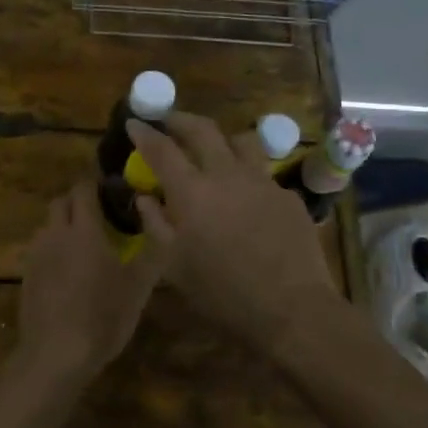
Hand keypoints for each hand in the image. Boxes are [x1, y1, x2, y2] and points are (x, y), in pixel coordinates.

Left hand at [15, 181, 169, 385]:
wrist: (55, 354)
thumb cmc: (103, 316)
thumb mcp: (138, 286)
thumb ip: (152, 250)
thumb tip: (159, 222)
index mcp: (84, 229)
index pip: (83, 189)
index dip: (95, 186)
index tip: (111, 193)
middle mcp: (56, 233)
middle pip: (61, 202)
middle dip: (77, 202)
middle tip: (98, 218)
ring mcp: (36, 254)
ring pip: (48, 225)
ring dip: (63, 226)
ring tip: (82, 246)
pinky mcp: (25, 275)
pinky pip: (39, 249)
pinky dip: (52, 250)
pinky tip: (66, 272)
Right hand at [128, 112, 341, 352]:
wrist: (292, 308)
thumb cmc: (222, 293)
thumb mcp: (175, 267)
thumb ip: (156, 225)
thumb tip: (145, 197)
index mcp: (192, 191)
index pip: (162, 149)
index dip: (145, 133)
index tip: (135, 123)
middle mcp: (226, 174)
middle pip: (202, 129)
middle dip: (180, 119)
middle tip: (168, 120)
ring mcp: (261, 181)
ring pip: (240, 141)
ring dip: (221, 139)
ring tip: (214, 149)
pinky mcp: (287, 196)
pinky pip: (262, 174)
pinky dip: (247, 176)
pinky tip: (247, 198)